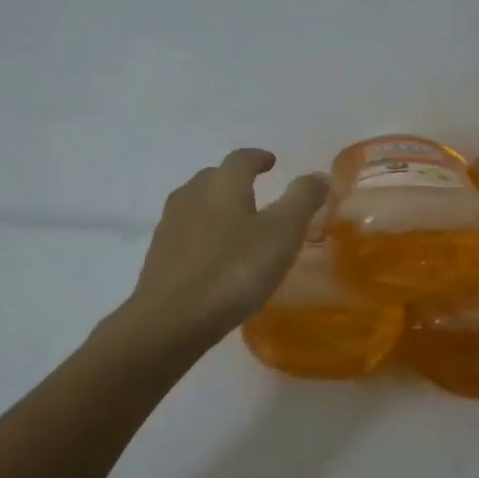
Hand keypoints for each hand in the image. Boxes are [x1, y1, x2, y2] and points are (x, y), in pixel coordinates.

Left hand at [121, 149, 329, 347]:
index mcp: (222, 185)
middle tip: (255, 192)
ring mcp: (170, 225)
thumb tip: (319, 175)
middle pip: (213, 177)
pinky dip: (201, 233)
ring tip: (234, 222)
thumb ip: (302, 200)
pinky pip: (184, 232)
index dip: (258, 158)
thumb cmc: (233, 272)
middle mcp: (192, 196)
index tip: (271, 162)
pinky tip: (211, 254)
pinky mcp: (159, 255)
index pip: (241, 159)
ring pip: (195, 203)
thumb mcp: (282, 234)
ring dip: (215, 205)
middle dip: (234, 179)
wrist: (170, 319)